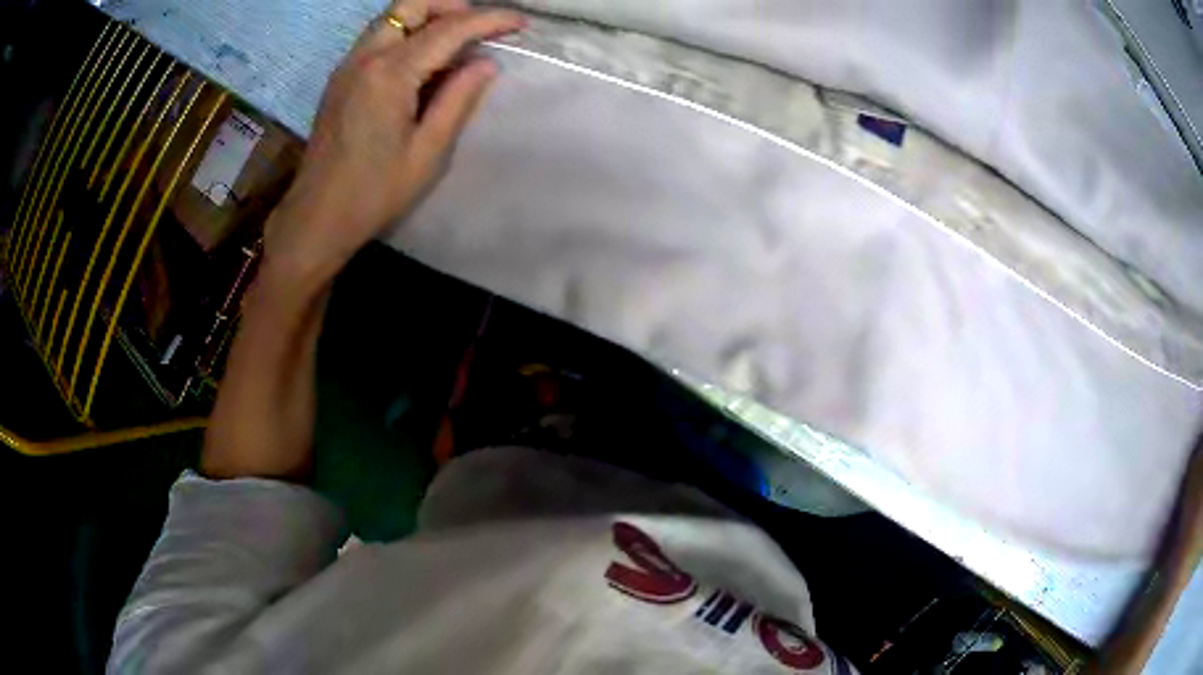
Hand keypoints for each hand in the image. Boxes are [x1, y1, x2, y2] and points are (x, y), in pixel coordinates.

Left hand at [265, 0, 525, 284]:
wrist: (316, 218)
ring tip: (457, 41)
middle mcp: (365, 57)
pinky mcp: (341, 77)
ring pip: (392, 17)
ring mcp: (348, 65)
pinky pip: (378, 36)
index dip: (488, 20)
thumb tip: (485, 63)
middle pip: (411, 4)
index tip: (520, 22)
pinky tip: (424, 61)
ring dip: (428, 16)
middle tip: (480, 26)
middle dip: (452, 5)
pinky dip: (407, 33)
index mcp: (389, 74)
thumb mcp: (426, 152)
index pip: (448, 29)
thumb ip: (457, 99)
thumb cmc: (373, 193)